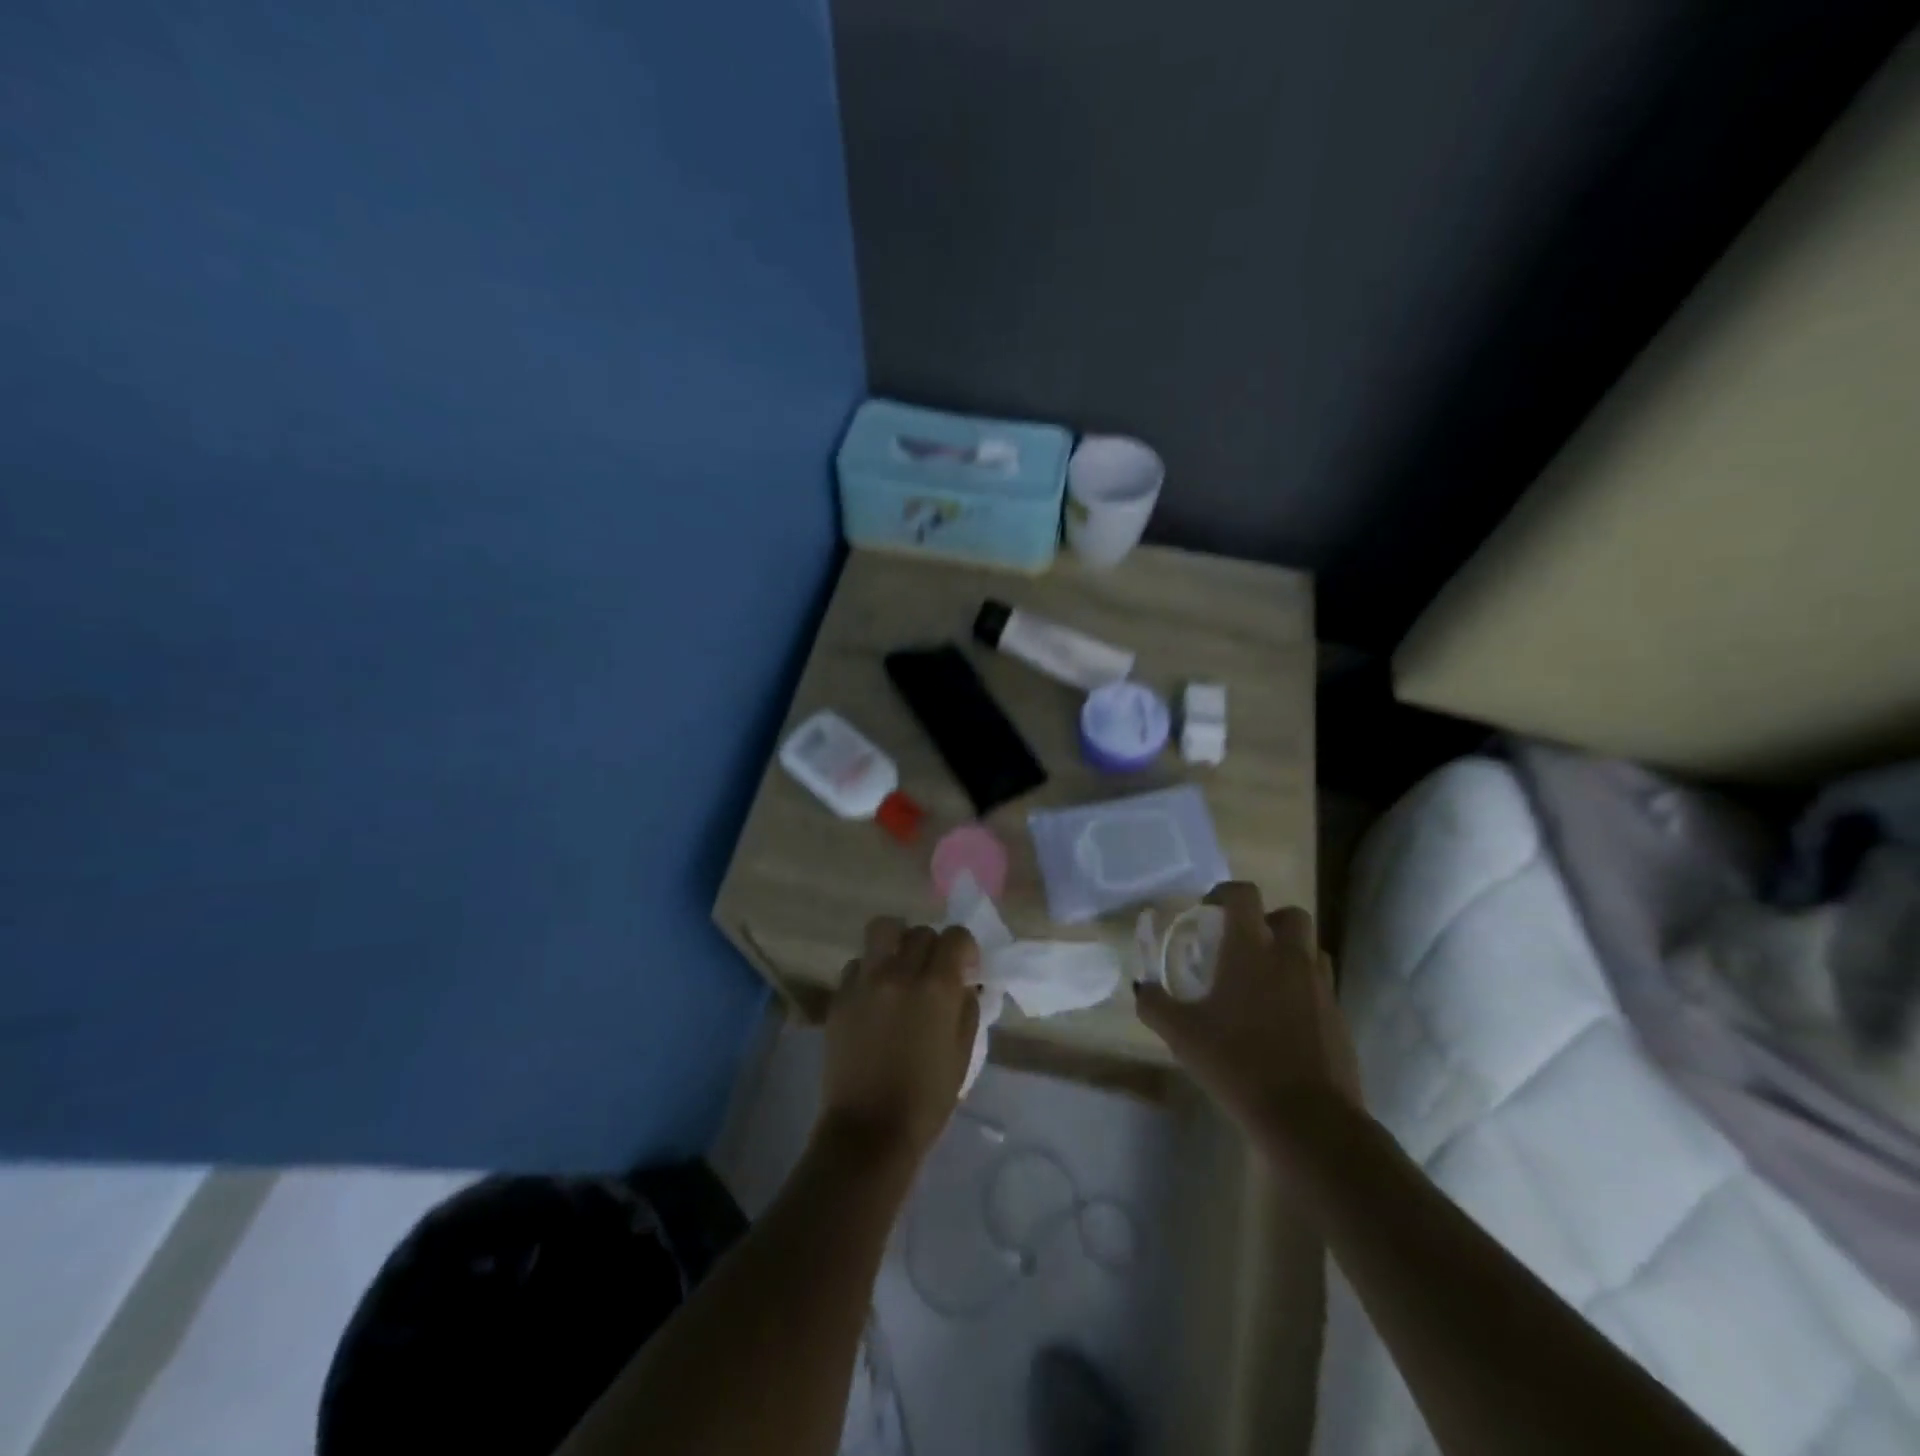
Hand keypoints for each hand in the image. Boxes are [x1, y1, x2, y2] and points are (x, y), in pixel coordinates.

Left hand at [817, 918, 980, 1168]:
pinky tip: (874, 997)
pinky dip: (868, 970)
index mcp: (936, 988)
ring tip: (899, 968)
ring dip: (896, 943)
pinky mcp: (839, 997)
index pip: (955, 936)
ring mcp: (864, 982)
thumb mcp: (963, 1054)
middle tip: (932, 972)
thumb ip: (966, 1008)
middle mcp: (899, 973)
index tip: (964, 968)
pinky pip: (856, 964)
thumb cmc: (926, 1100)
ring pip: (881, 930)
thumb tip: (964, 982)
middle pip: (919, 932)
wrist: (869, 1131)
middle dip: (932, 946)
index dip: (964, 948)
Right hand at [1135, 883, 1361, 1130]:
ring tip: (1262, 982)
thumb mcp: (1182, 1035)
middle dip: (1266, 921)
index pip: (1244, 895)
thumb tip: (1140, 987)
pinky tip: (1280, 1019)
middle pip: (1289, 915)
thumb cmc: (1238, 1064)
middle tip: (1242, 946)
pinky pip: (1320, 986)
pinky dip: (1301, 989)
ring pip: (1310, 949)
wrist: (1309, 1118)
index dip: (1225, 893)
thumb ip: (1154, 1005)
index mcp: (1252, 950)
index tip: (1208, 911)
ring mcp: (1320, 987)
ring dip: (1288, 953)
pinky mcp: (1338, 1017)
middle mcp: (1290, 958)